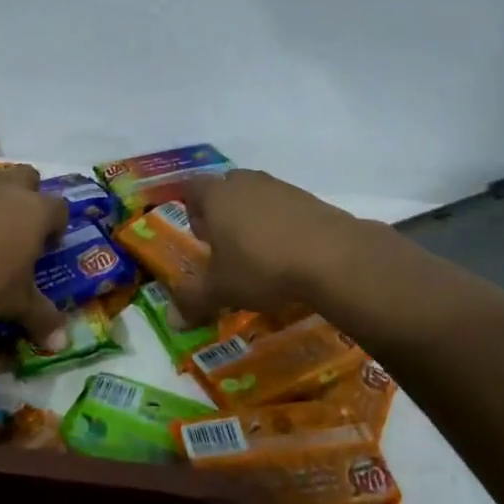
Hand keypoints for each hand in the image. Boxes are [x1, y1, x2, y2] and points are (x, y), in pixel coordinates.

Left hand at [0, 165, 68, 339]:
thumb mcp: (15, 306)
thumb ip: (41, 319)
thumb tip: (62, 344)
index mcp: (34, 212)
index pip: (59, 208)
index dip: (57, 227)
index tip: (47, 248)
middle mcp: (4, 190)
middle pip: (26, 177)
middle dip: (27, 196)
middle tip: (18, 230)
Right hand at [176, 169, 367, 323]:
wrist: (332, 257)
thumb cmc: (262, 267)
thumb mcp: (221, 290)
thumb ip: (193, 300)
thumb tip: (171, 320)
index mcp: (216, 196)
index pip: (191, 188)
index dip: (191, 210)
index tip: (200, 238)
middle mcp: (245, 183)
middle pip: (225, 188)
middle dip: (222, 213)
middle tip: (226, 245)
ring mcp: (280, 187)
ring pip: (256, 196)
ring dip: (253, 218)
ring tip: (259, 253)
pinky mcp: (309, 198)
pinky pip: (284, 207)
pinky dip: (281, 224)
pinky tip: (289, 253)